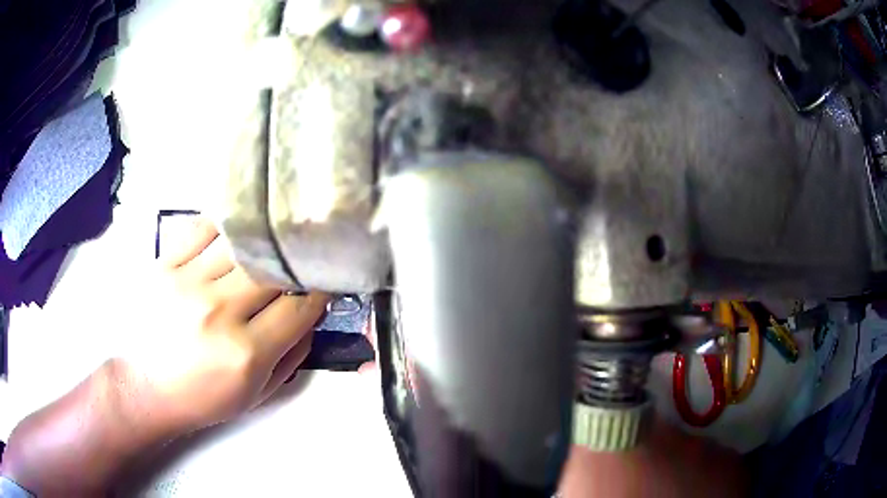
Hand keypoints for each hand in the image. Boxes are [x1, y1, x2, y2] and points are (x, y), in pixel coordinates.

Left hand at [122, 219, 328, 432]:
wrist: (145, 387)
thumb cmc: (203, 398)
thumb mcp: (257, 394)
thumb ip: (292, 356)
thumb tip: (311, 316)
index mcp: (246, 353)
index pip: (300, 306)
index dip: (320, 290)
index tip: (325, 282)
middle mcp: (219, 312)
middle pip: (273, 269)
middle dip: (294, 265)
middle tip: (300, 261)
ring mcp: (188, 283)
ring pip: (241, 244)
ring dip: (262, 244)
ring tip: (268, 244)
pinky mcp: (165, 265)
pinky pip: (203, 229)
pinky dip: (224, 227)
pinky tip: (232, 233)